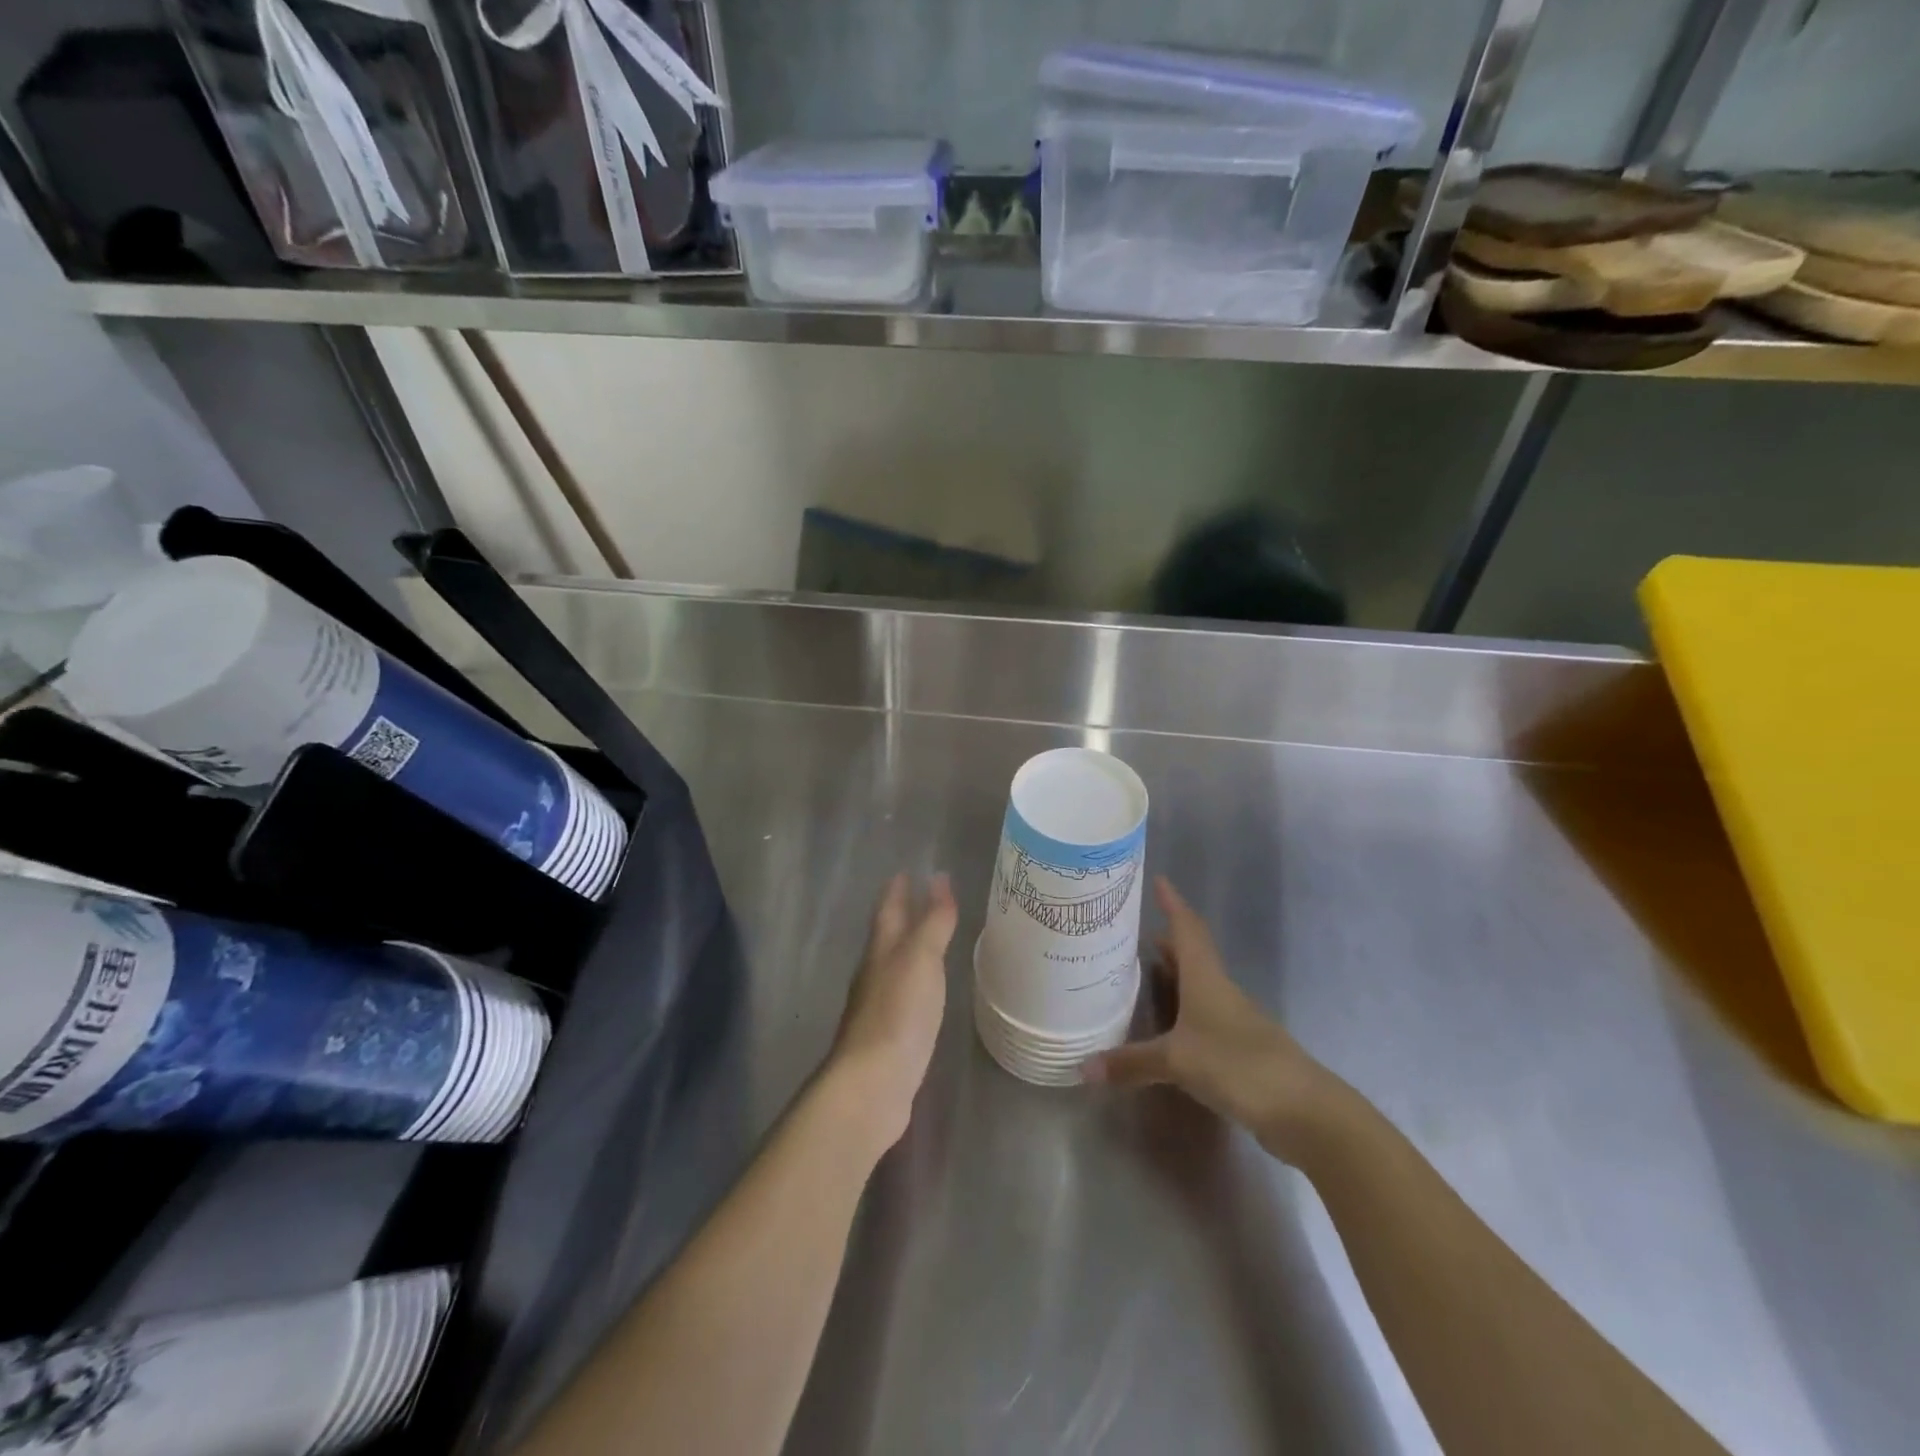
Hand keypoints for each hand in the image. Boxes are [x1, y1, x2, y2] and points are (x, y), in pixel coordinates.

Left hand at [827, 873, 958, 1150]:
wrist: (873, 1083)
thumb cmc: (898, 1012)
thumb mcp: (921, 958)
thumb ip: (933, 921)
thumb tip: (939, 878)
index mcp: (881, 950)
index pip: (888, 910)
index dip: (897, 890)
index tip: (906, 871)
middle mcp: (875, 974)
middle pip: (887, 936)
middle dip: (901, 916)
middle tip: (920, 898)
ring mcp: (879, 1007)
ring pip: (894, 966)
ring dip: (909, 949)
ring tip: (928, 940)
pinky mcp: (889, 1036)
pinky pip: (904, 996)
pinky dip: (916, 982)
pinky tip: (925, 991)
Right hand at [1081, 878, 1343, 1161]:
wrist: (1303, 1110)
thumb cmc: (1237, 1065)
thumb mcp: (1176, 1061)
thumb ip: (1130, 1063)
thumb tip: (1082, 1068)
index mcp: (1206, 978)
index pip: (1187, 928)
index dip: (1173, 903)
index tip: (1159, 879)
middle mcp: (1220, 990)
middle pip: (1193, 954)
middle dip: (1168, 940)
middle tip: (1136, 930)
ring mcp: (1234, 1019)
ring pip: (1199, 985)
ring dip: (1176, 974)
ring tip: (1145, 970)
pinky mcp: (1240, 1048)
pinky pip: (1204, 1015)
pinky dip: (1183, 1009)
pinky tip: (1168, 1025)